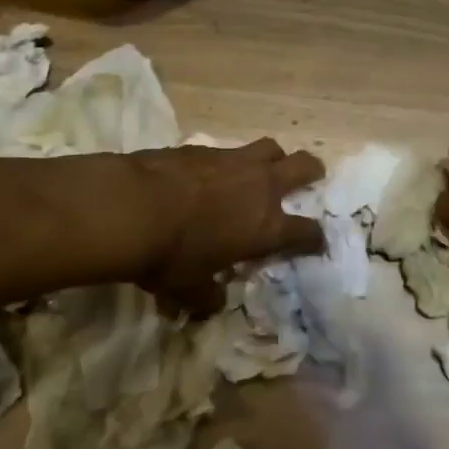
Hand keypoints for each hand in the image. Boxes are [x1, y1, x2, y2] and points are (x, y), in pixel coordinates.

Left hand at [123, 139, 324, 309]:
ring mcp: (235, 161)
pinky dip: (229, 161)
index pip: (308, 232)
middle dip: (312, 172)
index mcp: (266, 227)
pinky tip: (213, 173)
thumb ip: (207, 296)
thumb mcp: (188, 290)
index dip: (315, 239)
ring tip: (263, 169)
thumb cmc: (170, 256)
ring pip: (271, 147)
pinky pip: (230, 150)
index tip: (315, 243)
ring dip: (273, 158)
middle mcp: (261, 187)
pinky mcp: (206, 147)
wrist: (133, 206)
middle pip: (304, 166)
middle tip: (310, 178)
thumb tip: (213, 302)